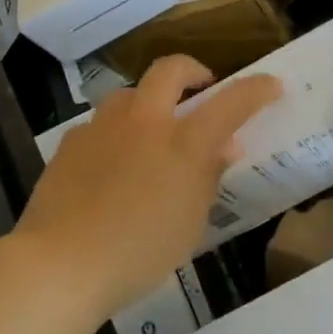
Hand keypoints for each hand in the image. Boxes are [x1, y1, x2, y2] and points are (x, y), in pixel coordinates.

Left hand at [15, 56, 281, 321]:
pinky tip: (110, 163)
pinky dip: (115, 133)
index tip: (271, 84)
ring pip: (130, 93)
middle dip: (192, 70)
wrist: (60, 263)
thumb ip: (208, 178)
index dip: (255, 89)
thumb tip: (224, 148)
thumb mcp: (189, 224)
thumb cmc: (138, 252)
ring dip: (148, 101)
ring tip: (152, 130)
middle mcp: (144, 122)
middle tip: (201, 88)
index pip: (230, 102)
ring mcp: (103, 127)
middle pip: (170, 70)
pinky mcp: (71, 142)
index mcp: (182, 144)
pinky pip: (100, 124)